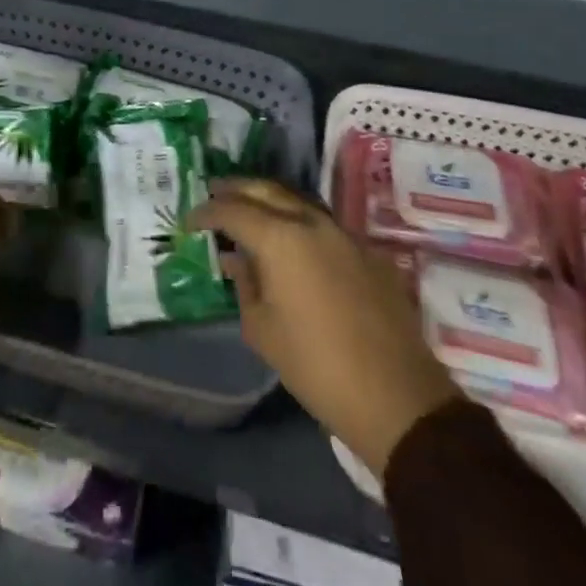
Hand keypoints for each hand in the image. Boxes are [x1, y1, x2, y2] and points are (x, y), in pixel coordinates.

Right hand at [191, 179, 459, 477]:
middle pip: (266, 190)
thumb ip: (245, 284)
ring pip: (296, 199)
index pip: (233, 210)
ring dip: (268, 198)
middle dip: (236, 189)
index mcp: (280, 237)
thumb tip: (235, 258)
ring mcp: (342, 232)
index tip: (190, 220)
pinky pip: (320, 221)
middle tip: (214, 192)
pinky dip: (296, 219)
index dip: (207, 212)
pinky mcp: (364, 250)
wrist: (395, 396)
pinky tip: (290, 238)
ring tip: (248, 208)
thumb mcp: (263, 330)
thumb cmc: (316, 365)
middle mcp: (310, 221)